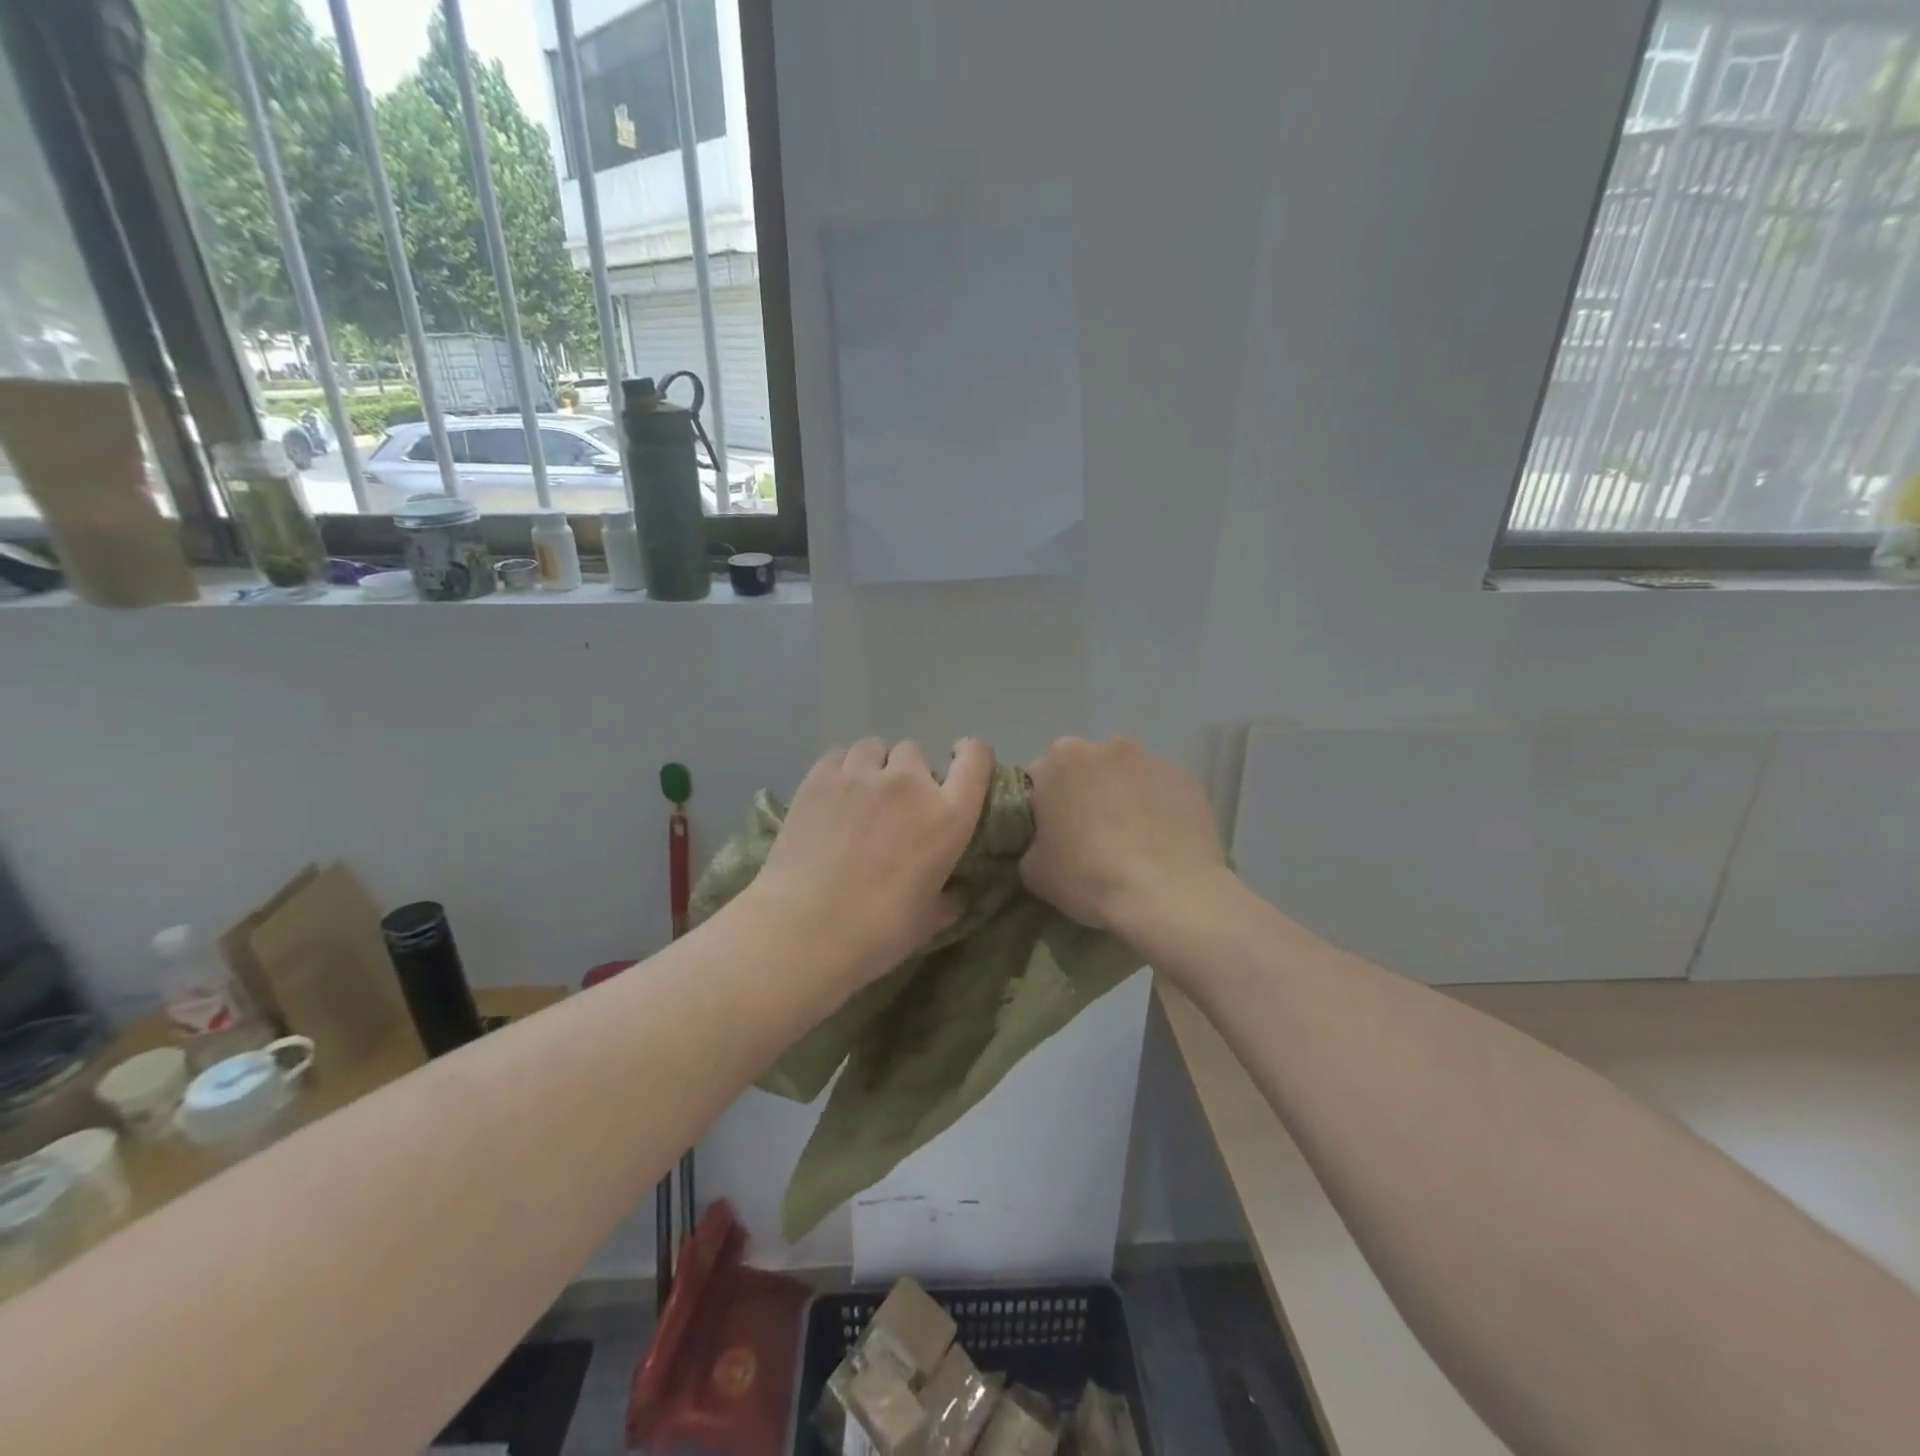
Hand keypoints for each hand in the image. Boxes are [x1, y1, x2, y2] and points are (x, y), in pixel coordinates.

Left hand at [747, 737, 995, 986]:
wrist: (805, 929)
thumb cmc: (878, 931)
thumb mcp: (928, 922)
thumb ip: (947, 899)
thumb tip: (955, 894)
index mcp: (948, 816)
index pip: (976, 758)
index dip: (971, 753)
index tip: (957, 763)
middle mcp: (909, 783)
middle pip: (915, 752)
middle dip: (909, 773)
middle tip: (895, 804)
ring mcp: (861, 775)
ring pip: (874, 748)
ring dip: (874, 766)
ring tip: (860, 795)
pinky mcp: (819, 777)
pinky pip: (838, 755)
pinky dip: (841, 769)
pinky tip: (831, 795)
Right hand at [1021, 736, 1226, 932]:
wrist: (1167, 894)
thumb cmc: (1089, 876)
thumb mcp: (1034, 871)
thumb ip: (1032, 844)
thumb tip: (1044, 843)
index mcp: (1061, 761)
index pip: (1041, 776)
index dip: (1043, 806)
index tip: (1052, 834)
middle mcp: (1107, 748)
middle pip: (1086, 768)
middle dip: (1085, 793)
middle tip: (1089, 837)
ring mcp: (1152, 761)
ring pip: (1127, 777)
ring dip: (1123, 798)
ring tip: (1130, 842)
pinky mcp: (1188, 781)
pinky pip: (1162, 792)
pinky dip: (1158, 809)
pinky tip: (1160, 844)